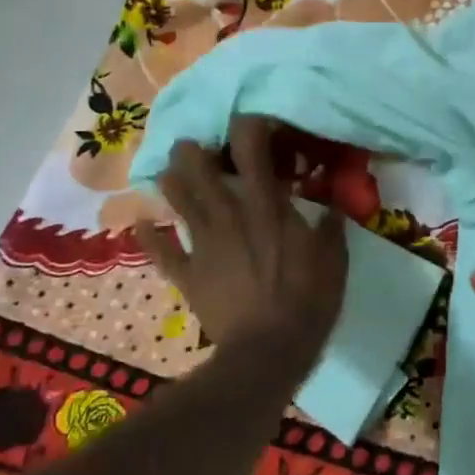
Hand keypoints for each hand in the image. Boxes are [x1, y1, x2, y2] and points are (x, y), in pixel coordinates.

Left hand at [136, 115, 347, 365]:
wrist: (267, 352)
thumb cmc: (307, 301)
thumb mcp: (334, 261)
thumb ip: (331, 229)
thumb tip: (334, 208)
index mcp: (267, 205)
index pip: (252, 149)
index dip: (248, 126)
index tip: (252, 121)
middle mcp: (230, 214)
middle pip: (200, 169)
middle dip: (193, 150)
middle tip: (195, 145)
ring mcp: (204, 243)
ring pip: (178, 200)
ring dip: (172, 181)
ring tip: (171, 170)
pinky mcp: (188, 274)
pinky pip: (161, 251)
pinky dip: (149, 236)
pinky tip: (141, 223)